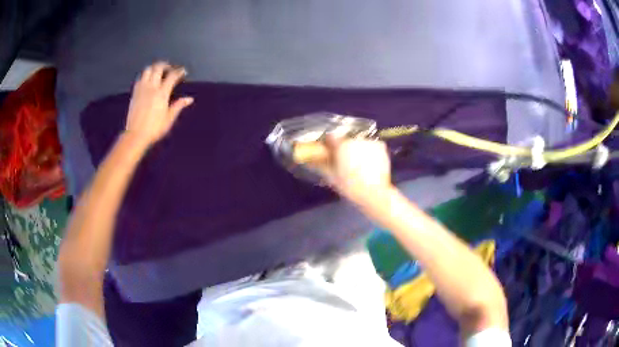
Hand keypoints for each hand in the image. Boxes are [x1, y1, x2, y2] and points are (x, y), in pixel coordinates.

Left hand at [125, 62, 193, 146]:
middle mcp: (152, 87)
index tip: (183, 72)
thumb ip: (178, 106)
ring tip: (158, 72)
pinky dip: (145, 75)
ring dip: (154, 68)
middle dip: (166, 65)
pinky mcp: (135, 93)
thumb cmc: (154, 129)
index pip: (172, 76)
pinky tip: (148, 80)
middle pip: (159, 67)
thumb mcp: (169, 119)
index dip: (179, 71)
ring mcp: (142, 89)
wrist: (136, 135)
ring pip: (148, 70)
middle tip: (170, 69)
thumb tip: (189, 99)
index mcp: (162, 93)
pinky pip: (140, 78)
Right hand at [311, 136, 392, 203]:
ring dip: (357, 148)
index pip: (332, 137)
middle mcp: (356, 140)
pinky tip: (369, 162)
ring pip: (359, 142)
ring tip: (359, 163)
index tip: (329, 150)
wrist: (375, 193)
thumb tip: (309, 160)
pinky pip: (371, 145)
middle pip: (346, 139)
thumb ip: (321, 165)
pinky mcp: (381, 147)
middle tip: (345, 160)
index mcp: (342, 145)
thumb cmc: (350, 186)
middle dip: (344, 147)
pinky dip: (369, 151)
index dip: (329, 143)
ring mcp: (370, 142)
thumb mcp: (332, 177)